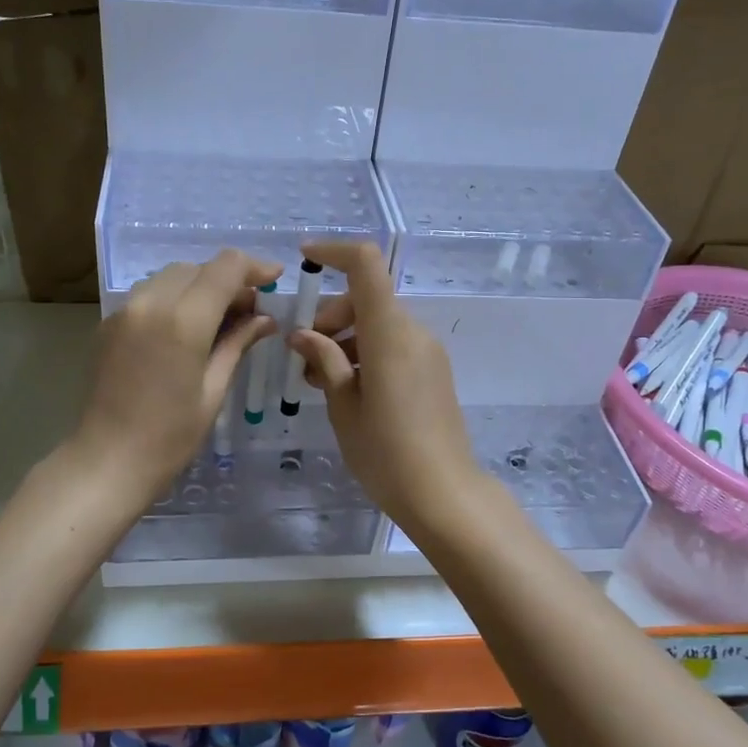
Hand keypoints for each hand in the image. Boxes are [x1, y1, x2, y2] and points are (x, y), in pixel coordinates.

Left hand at [72, 250, 279, 503]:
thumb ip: (238, 343)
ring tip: (220, 320)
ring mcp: (124, 311)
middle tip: (250, 310)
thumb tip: (265, 319)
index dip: (255, 267)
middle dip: (228, 279)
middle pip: (198, 267)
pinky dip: (175, 299)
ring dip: (200, 286)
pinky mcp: (108, 323)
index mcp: (184, 320)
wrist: (106, 461)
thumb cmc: (170, 437)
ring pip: (171, 276)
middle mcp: (151, 303)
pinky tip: (186, 330)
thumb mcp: (214, 389)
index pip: (226, 267)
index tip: (275, 279)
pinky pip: (149, 295)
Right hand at [289, 240, 485, 533]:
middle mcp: (413, 332)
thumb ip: (325, 361)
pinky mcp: (433, 371)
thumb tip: (303, 335)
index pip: (367, 266)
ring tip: (320, 382)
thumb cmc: (386, 453)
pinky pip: (393, 344)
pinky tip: (347, 390)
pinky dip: (365, 353)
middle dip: (329, 318)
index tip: (305, 261)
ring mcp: (427, 351)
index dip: (335, 252)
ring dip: (345, 339)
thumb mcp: (344, 407)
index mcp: (390, 334)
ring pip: (378, 324)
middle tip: (304, 359)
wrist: (444, 494)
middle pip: (366, 299)